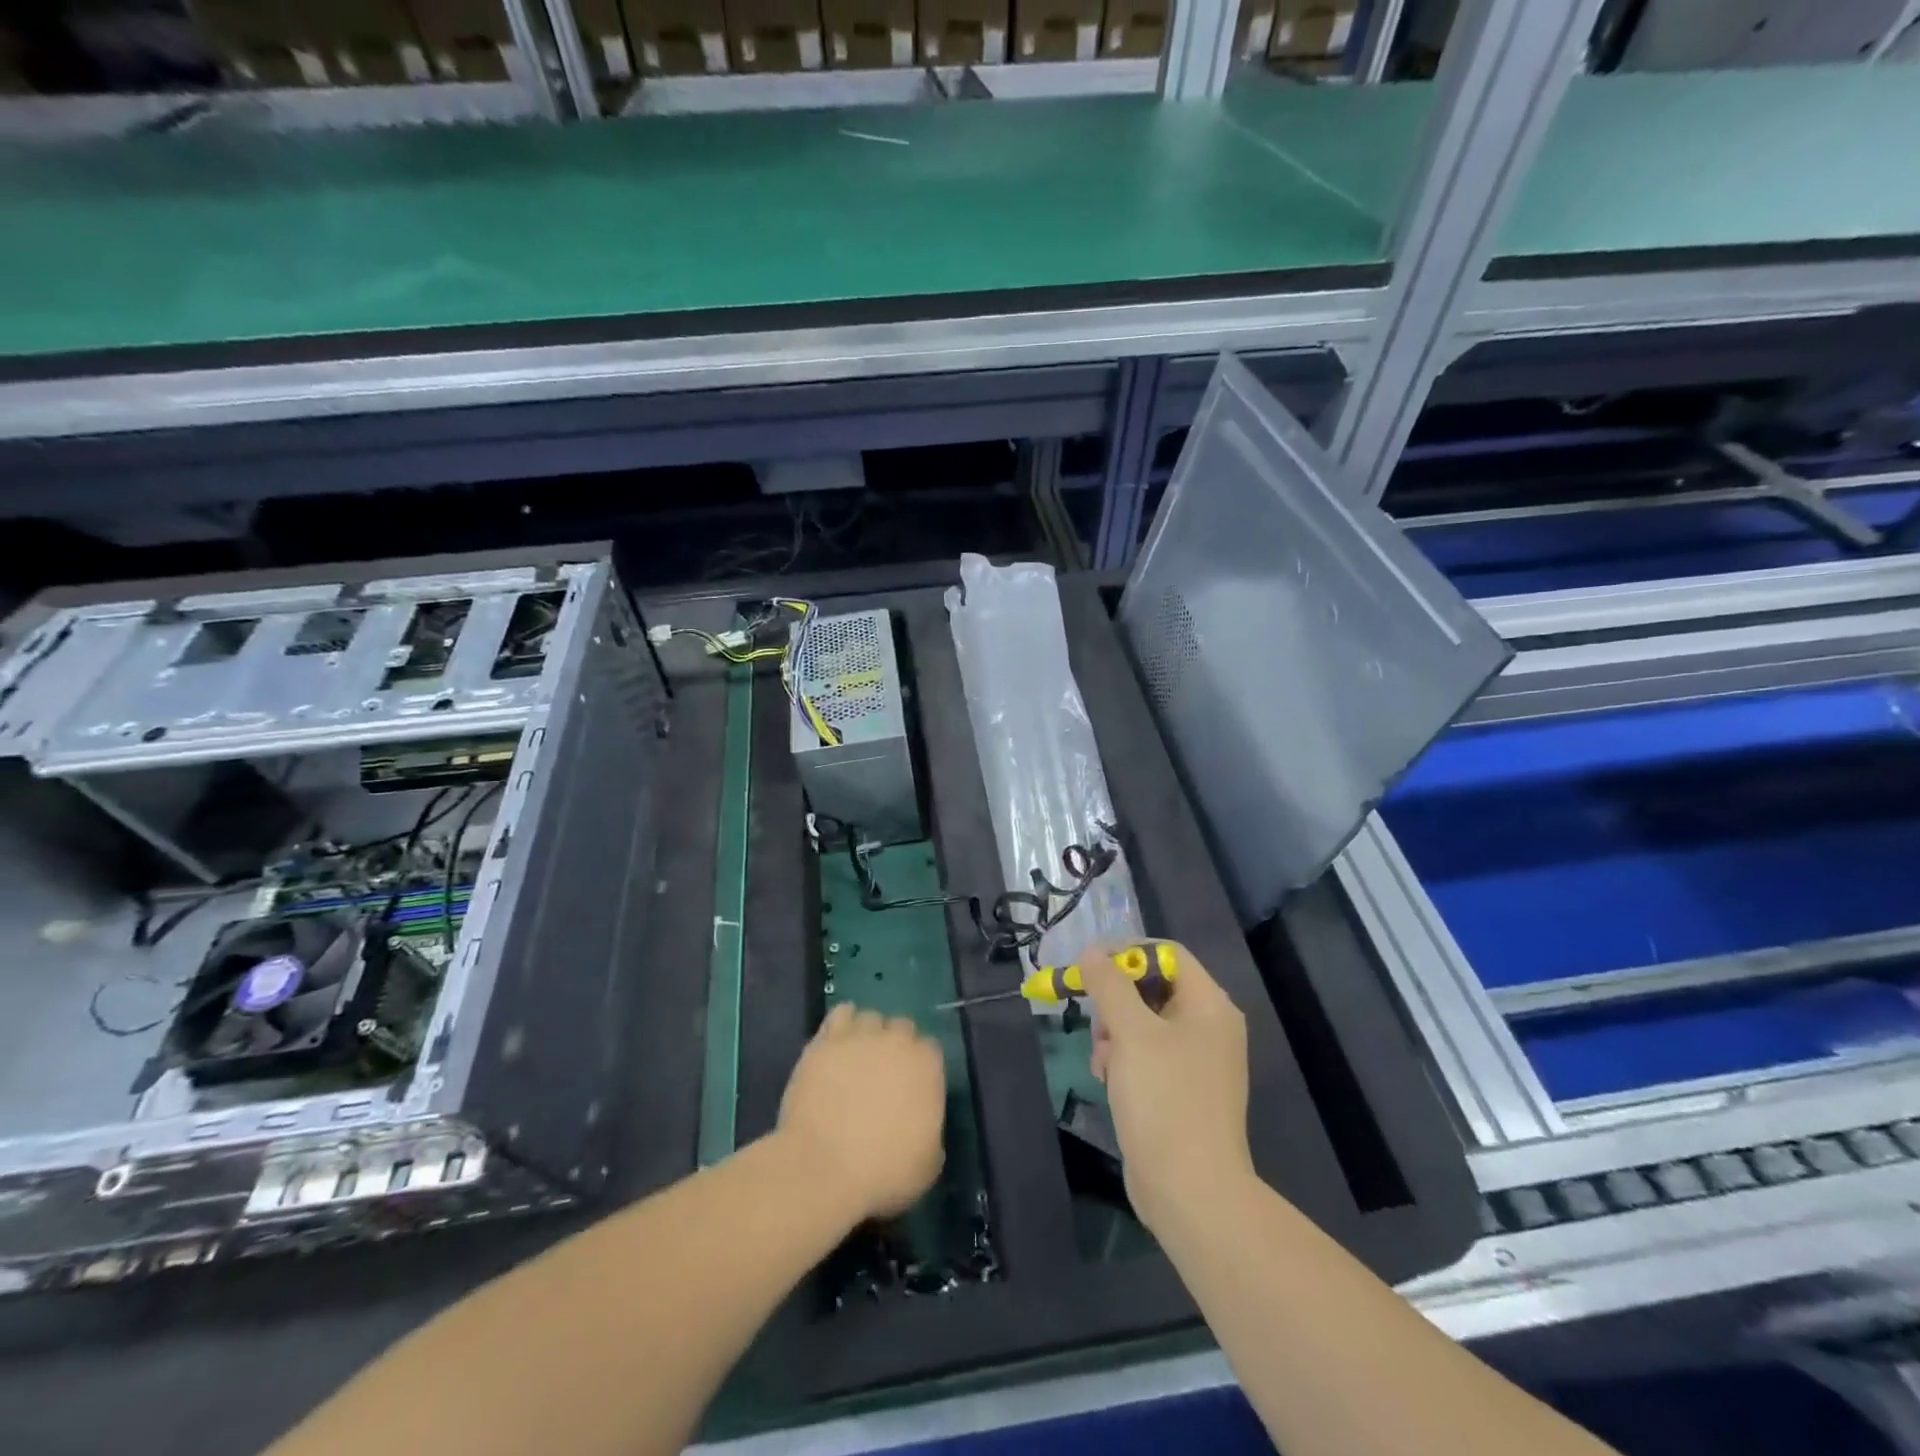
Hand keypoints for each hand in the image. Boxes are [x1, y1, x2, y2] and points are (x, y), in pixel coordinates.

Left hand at [777, 1004, 946, 1223]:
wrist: (823, 1167)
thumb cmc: (883, 1172)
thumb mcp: (928, 1164)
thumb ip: (931, 1131)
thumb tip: (923, 1123)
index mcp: (927, 1066)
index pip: (930, 1050)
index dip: (919, 1068)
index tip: (909, 1088)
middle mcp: (897, 1040)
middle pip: (902, 1028)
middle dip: (895, 1046)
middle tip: (881, 1076)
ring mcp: (860, 1036)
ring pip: (870, 1018)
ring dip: (867, 1034)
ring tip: (855, 1060)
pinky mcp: (826, 1040)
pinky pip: (840, 1014)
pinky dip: (841, 1024)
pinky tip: (837, 1044)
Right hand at [1083, 942, 1252, 1233]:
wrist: (1190, 1191)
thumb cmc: (1165, 1099)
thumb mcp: (1131, 1032)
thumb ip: (1110, 985)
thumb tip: (1092, 952)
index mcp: (1209, 1006)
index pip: (1167, 954)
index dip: (1127, 953)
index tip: (1091, 966)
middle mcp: (1208, 1028)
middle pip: (1152, 988)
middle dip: (1116, 1001)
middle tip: (1096, 1020)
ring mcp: (1196, 1062)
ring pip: (1143, 1023)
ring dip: (1114, 1034)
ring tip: (1103, 1061)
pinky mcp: (1181, 1091)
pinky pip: (1146, 1056)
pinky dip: (1123, 1060)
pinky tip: (1109, 1080)